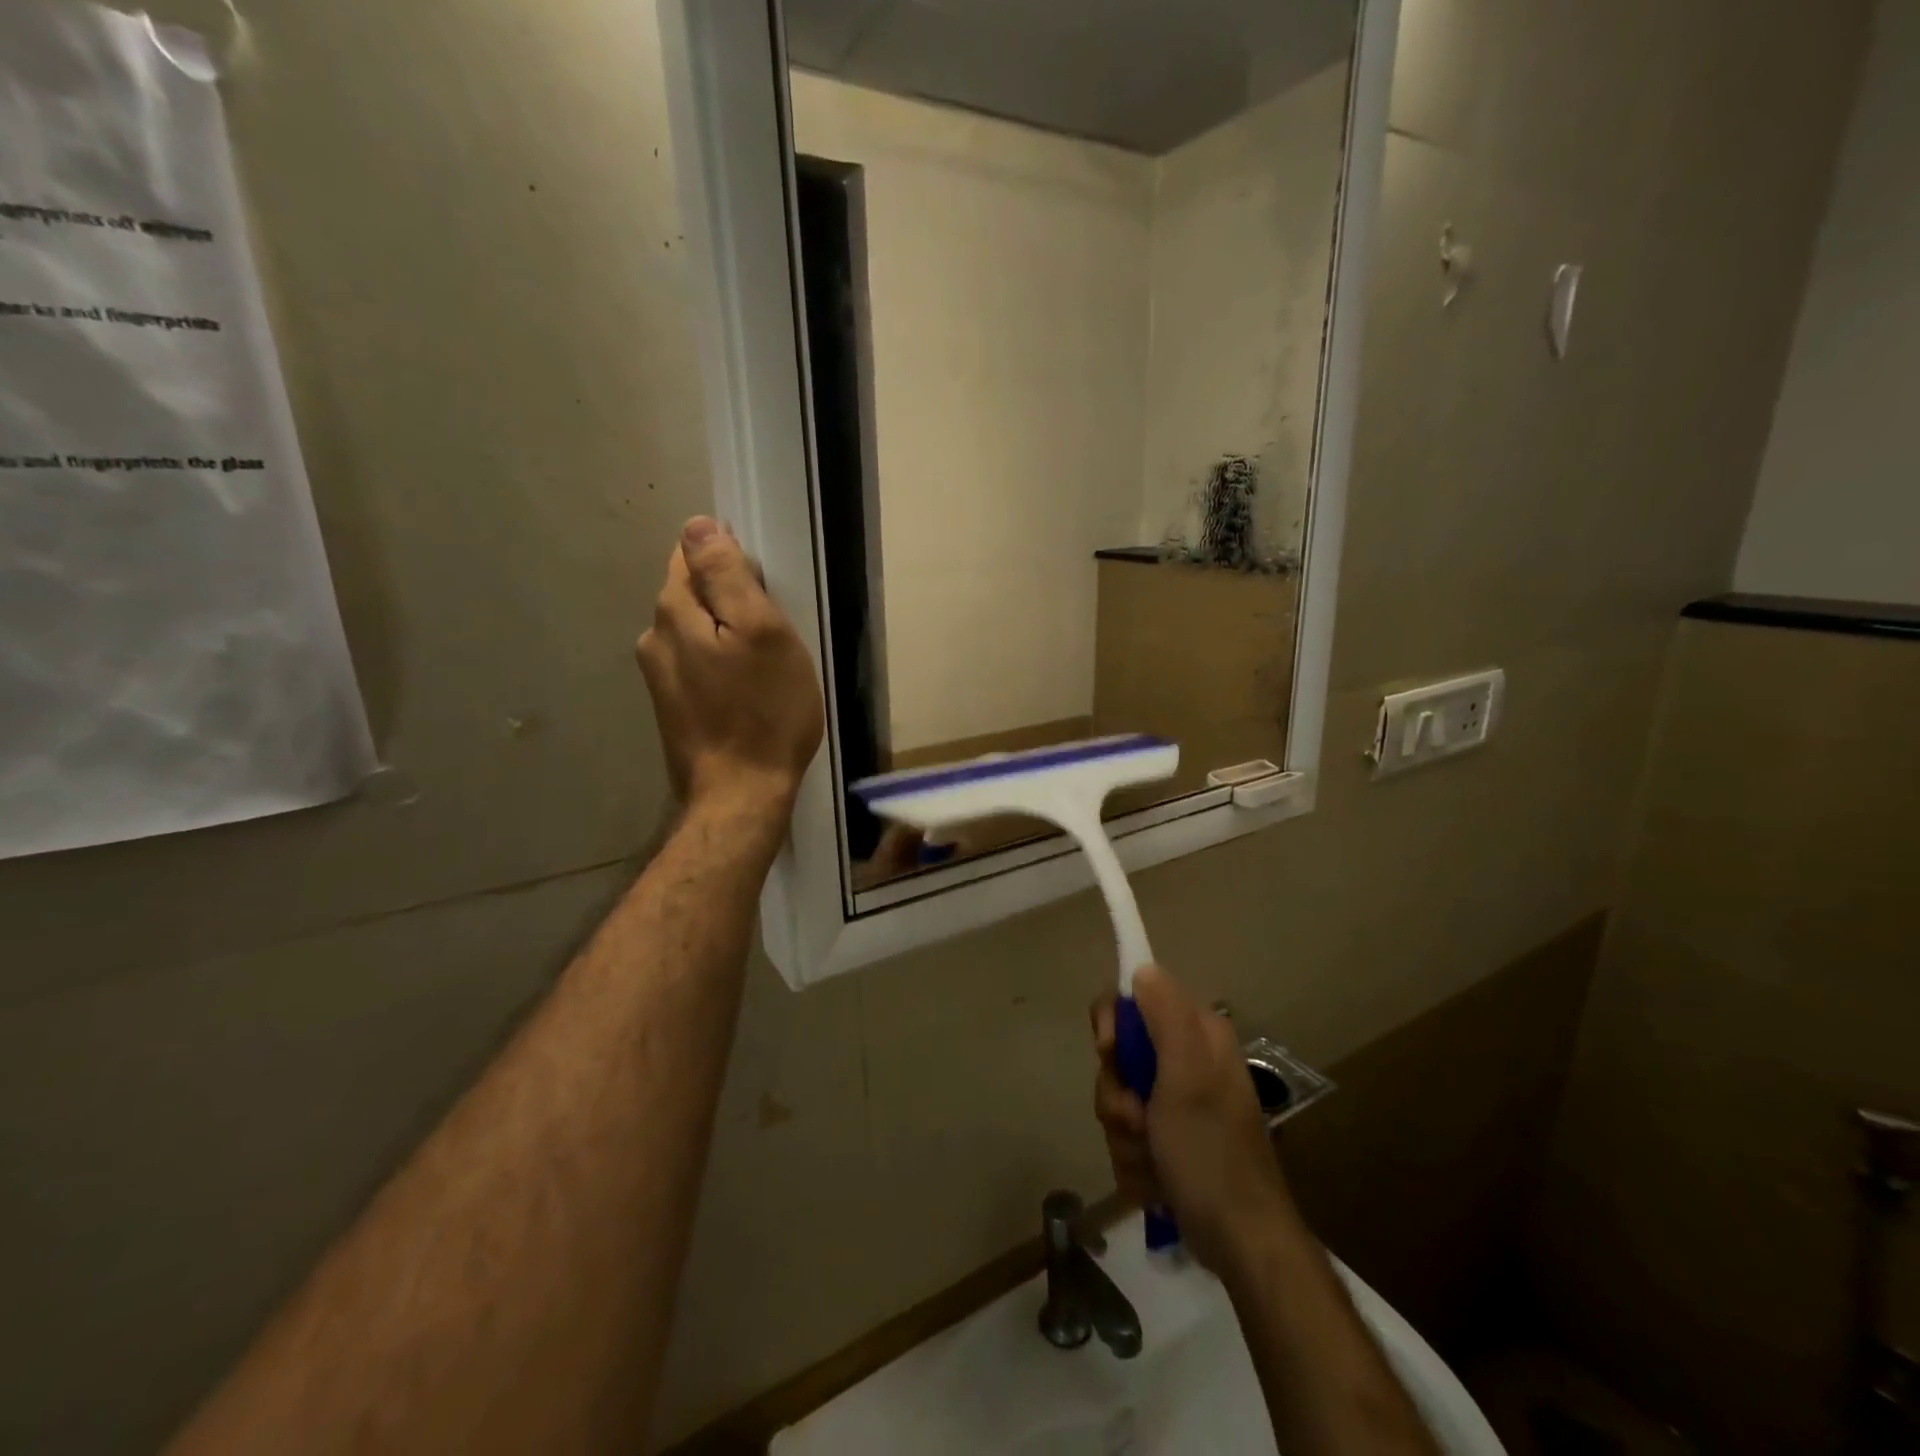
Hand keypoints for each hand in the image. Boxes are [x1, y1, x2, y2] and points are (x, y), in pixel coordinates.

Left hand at [636, 517, 824, 818]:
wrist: (740, 795)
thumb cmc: (764, 712)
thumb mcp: (761, 633)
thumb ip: (727, 576)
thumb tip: (697, 526)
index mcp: (674, 612)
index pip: (691, 556)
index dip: (731, 563)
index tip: (766, 592)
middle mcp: (654, 638)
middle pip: (692, 594)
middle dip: (728, 600)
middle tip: (773, 633)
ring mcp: (659, 677)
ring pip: (696, 632)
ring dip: (725, 635)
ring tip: (763, 664)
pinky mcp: (672, 707)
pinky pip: (697, 665)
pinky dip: (721, 665)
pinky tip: (746, 690)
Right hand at [1091, 966, 1297, 1275]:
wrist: (1240, 1243)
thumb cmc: (1211, 1151)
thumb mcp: (1186, 1075)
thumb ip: (1164, 1015)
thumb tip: (1141, 968)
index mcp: (1196, 1035)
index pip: (1133, 1000)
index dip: (1113, 1025)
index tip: (1111, 1054)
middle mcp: (1186, 1061)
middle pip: (1118, 1055)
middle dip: (1118, 1095)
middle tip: (1138, 1119)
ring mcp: (1176, 1105)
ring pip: (1117, 1099)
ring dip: (1124, 1135)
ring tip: (1153, 1160)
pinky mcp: (1168, 1142)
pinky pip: (1126, 1137)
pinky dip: (1134, 1162)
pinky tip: (1156, 1182)